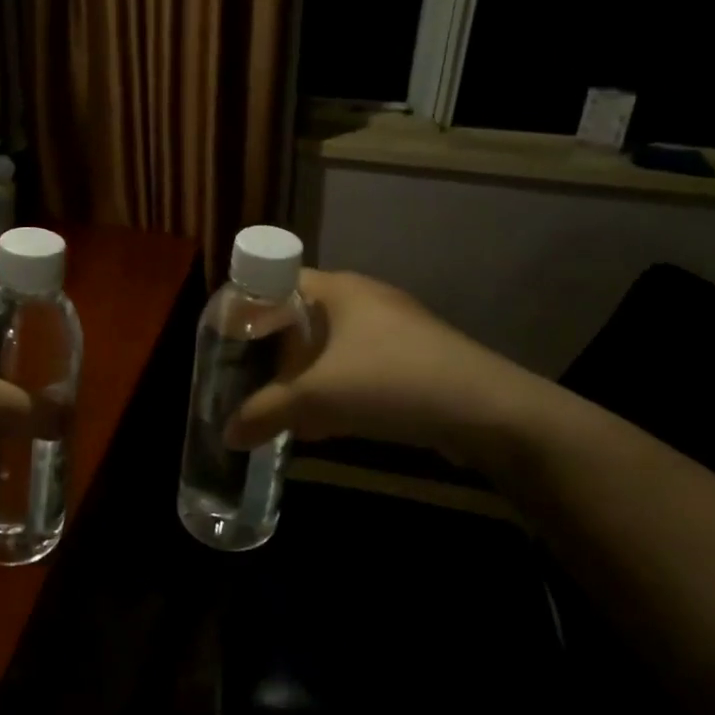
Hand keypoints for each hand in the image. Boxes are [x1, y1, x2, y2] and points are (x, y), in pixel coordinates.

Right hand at [224, 269, 543, 465]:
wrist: (488, 411)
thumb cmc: (391, 382)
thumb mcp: (316, 398)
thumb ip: (265, 413)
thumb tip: (227, 434)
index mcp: (339, 289)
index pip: (278, 279)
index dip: (249, 304)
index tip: (225, 337)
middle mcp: (365, 299)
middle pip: (302, 316)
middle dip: (273, 348)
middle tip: (245, 375)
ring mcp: (394, 329)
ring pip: (331, 346)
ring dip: (304, 374)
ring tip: (279, 404)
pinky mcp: (414, 360)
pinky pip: (358, 367)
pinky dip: (335, 388)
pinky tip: (325, 424)